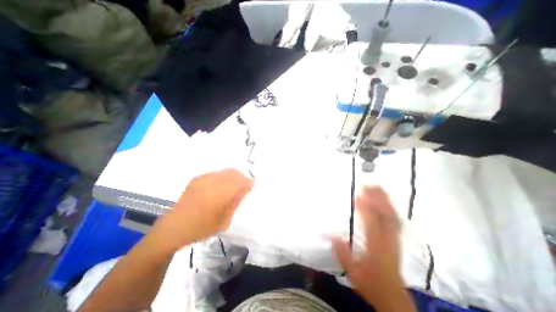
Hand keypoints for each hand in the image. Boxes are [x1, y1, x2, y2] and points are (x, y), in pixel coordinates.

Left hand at [148, 168, 251, 253]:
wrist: (174, 228)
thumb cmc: (202, 228)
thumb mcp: (224, 220)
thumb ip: (235, 203)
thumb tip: (244, 190)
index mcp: (221, 194)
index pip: (240, 182)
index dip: (248, 182)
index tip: (251, 186)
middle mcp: (213, 183)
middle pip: (233, 173)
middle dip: (241, 177)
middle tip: (244, 184)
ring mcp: (204, 179)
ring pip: (224, 171)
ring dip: (232, 176)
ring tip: (233, 184)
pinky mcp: (197, 179)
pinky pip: (215, 173)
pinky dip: (222, 177)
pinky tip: (220, 185)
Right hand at [332, 185, 407, 306]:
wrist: (392, 296)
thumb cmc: (370, 282)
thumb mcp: (352, 270)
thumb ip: (341, 252)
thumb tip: (329, 234)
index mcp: (374, 246)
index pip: (370, 223)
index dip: (365, 208)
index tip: (359, 195)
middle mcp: (386, 239)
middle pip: (383, 216)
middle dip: (377, 199)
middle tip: (369, 185)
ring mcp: (393, 239)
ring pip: (391, 216)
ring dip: (385, 201)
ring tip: (378, 188)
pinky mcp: (396, 239)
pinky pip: (395, 221)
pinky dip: (391, 209)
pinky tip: (387, 202)